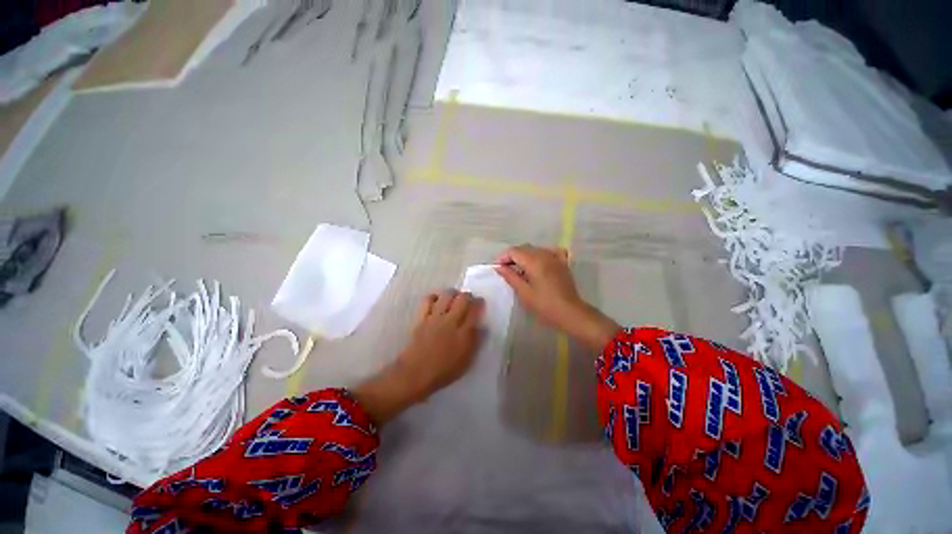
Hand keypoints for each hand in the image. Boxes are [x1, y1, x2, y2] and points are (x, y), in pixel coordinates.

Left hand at [353, 290, 483, 424]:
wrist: (415, 374)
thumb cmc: (443, 371)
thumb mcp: (466, 361)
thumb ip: (475, 341)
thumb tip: (482, 326)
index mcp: (464, 333)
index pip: (475, 310)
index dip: (479, 303)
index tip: (480, 303)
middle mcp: (451, 321)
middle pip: (462, 298)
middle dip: (468, 295)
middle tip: (468, 300)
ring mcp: (435, 317)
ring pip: (447, 295)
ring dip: (453, 293)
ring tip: (454, 298)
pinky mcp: (421, 317)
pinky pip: (428, 299)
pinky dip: (434, 296)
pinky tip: (437, 301)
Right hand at [495, 244, 618, 351]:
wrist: (570, 313)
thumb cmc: (544, 305)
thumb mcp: (524, 292)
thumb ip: (510, 276)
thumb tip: (499, 267)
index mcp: (534, 261)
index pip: (513, 251)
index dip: (502, 257)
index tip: (497, 268)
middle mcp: (545, 254)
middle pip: (523, 248)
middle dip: (512, 256)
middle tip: (505, 270)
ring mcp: (555, 257)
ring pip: (535, 249)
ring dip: (524, 256)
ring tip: (519, 269)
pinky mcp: (562, 262)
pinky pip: (549, 251)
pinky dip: (540, 254)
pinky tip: (538, 263)